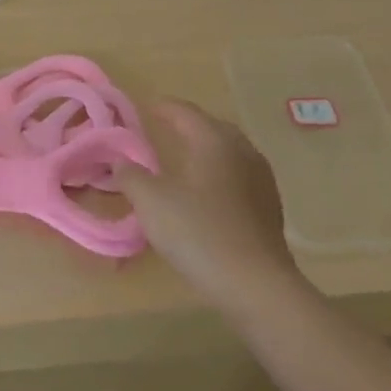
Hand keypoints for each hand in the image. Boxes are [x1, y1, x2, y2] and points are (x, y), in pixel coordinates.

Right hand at [118, 99, 301, 300]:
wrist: (256, 286)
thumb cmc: (198, 233)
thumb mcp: (150, 201)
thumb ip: (130, 175)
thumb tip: (120, 161)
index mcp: (215, 141)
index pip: (186, 112)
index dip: (163, 107)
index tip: (145, 105)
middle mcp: (243, 152)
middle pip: (213, 127)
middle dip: (188, 125)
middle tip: (164, 128)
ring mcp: (261, 181)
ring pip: (229, 152)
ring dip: (205, 150)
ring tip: (184, 158)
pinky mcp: (269, 209)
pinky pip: (239, 176)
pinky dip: (218, 173)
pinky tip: (206, 192)